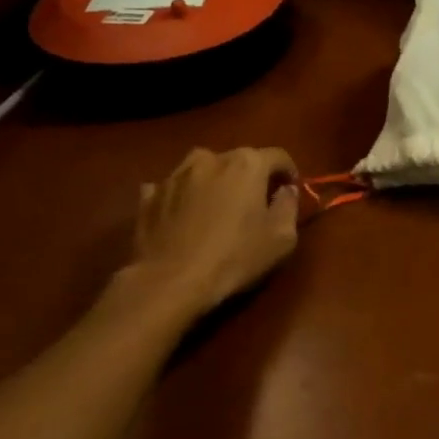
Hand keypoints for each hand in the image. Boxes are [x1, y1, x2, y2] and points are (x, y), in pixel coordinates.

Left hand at [130, 146, 300, 318]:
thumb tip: (285, 190)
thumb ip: (289, 206)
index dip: (289, 172)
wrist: (169, 282)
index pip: (278, 156)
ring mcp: (175, 176)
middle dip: (251, 176)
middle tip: (255, 202)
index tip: (290, 191)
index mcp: (247, 164)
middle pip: (239, 159)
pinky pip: (172, 187)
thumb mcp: (282, 237)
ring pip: (203, 168)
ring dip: (215, 181)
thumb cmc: (235, 257)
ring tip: (218, 206)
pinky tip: (183, 214)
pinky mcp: (149, 196)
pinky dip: (182, 195)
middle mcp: (210, 159)